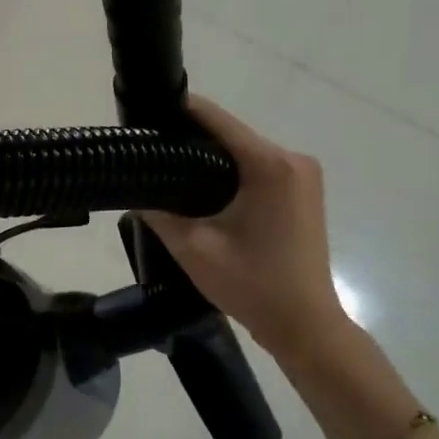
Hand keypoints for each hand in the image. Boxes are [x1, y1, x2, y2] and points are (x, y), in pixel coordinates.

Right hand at [143, 96, 353, 367]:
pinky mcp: (303, 192)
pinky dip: (231, 173)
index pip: (218, 120)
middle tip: (150, 151)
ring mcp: (303, 175)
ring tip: (168, 169)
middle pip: (232, 135)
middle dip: (191, 139)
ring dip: (210, 158)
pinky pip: (259, 169)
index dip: (179, 112)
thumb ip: (159, 214)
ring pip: (244, 152)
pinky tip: (202, 188)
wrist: (305, 326)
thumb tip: (133, 192)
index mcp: (270, 165)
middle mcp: (293, 160)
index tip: (146, 114)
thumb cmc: (253, 285)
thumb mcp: (194, 248)